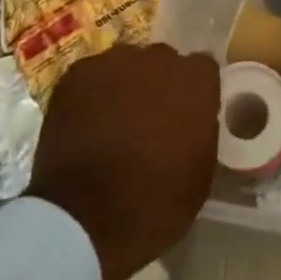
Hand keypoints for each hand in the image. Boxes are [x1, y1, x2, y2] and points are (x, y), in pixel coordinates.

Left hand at [26, 43, 219, 279]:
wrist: (84, 221)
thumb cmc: (152, 207)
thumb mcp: (199, 176)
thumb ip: (200, 132)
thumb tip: (191, 122)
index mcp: (194, 81)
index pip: (202, 69)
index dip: (193, 92)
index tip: (184, 117)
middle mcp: (158, 58)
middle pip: (162, 62)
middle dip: (157, 85)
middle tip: (146, 123)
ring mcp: (115, 60)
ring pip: (125, 64)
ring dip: (123, 87)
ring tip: (110, 124)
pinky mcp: (78, 72)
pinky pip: (91, 76)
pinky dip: (90, 95)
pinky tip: (83, 126)